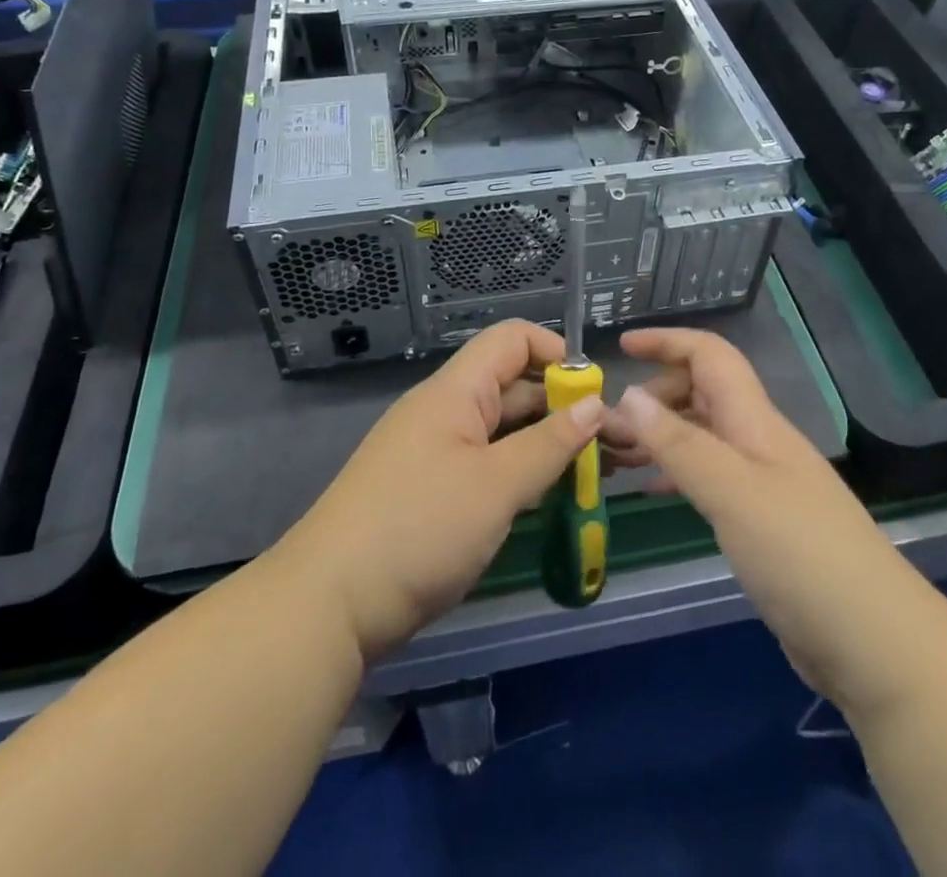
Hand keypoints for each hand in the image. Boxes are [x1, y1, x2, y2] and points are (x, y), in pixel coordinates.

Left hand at [271, 320, 603, 662]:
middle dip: (567, 410)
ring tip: (600, 476)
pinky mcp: (433, 494)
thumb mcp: (496, 486)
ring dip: (550, 449)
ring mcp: (437, 454)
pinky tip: (556, 501)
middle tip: (618, 446)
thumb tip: (594, 404)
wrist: (328, 606)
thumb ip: (550, 444)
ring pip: (505, 434)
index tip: (594, 393)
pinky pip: (489, 468)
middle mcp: (446, 412)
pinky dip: (523, 477)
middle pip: (515, 389)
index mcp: (455, 392)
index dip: (556, 353)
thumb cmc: (419, 529)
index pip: (512, 340)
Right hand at [601, 326, 905, 718]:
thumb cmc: (800, 555)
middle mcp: (758, 441)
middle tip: (606, 427)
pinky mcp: (762, 522)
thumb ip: (679, 443)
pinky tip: (650, 491)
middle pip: (701, 393)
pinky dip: (675, 473)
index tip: (621, 347)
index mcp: (755, 420)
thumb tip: (629, 395)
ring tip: (614, 456)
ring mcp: (763, 482)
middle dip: (653, 397)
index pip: (710, 356)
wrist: (874, 642)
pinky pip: (709, 478)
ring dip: (659, 436)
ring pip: (702, 437)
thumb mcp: (731, 492)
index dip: (667, 341)